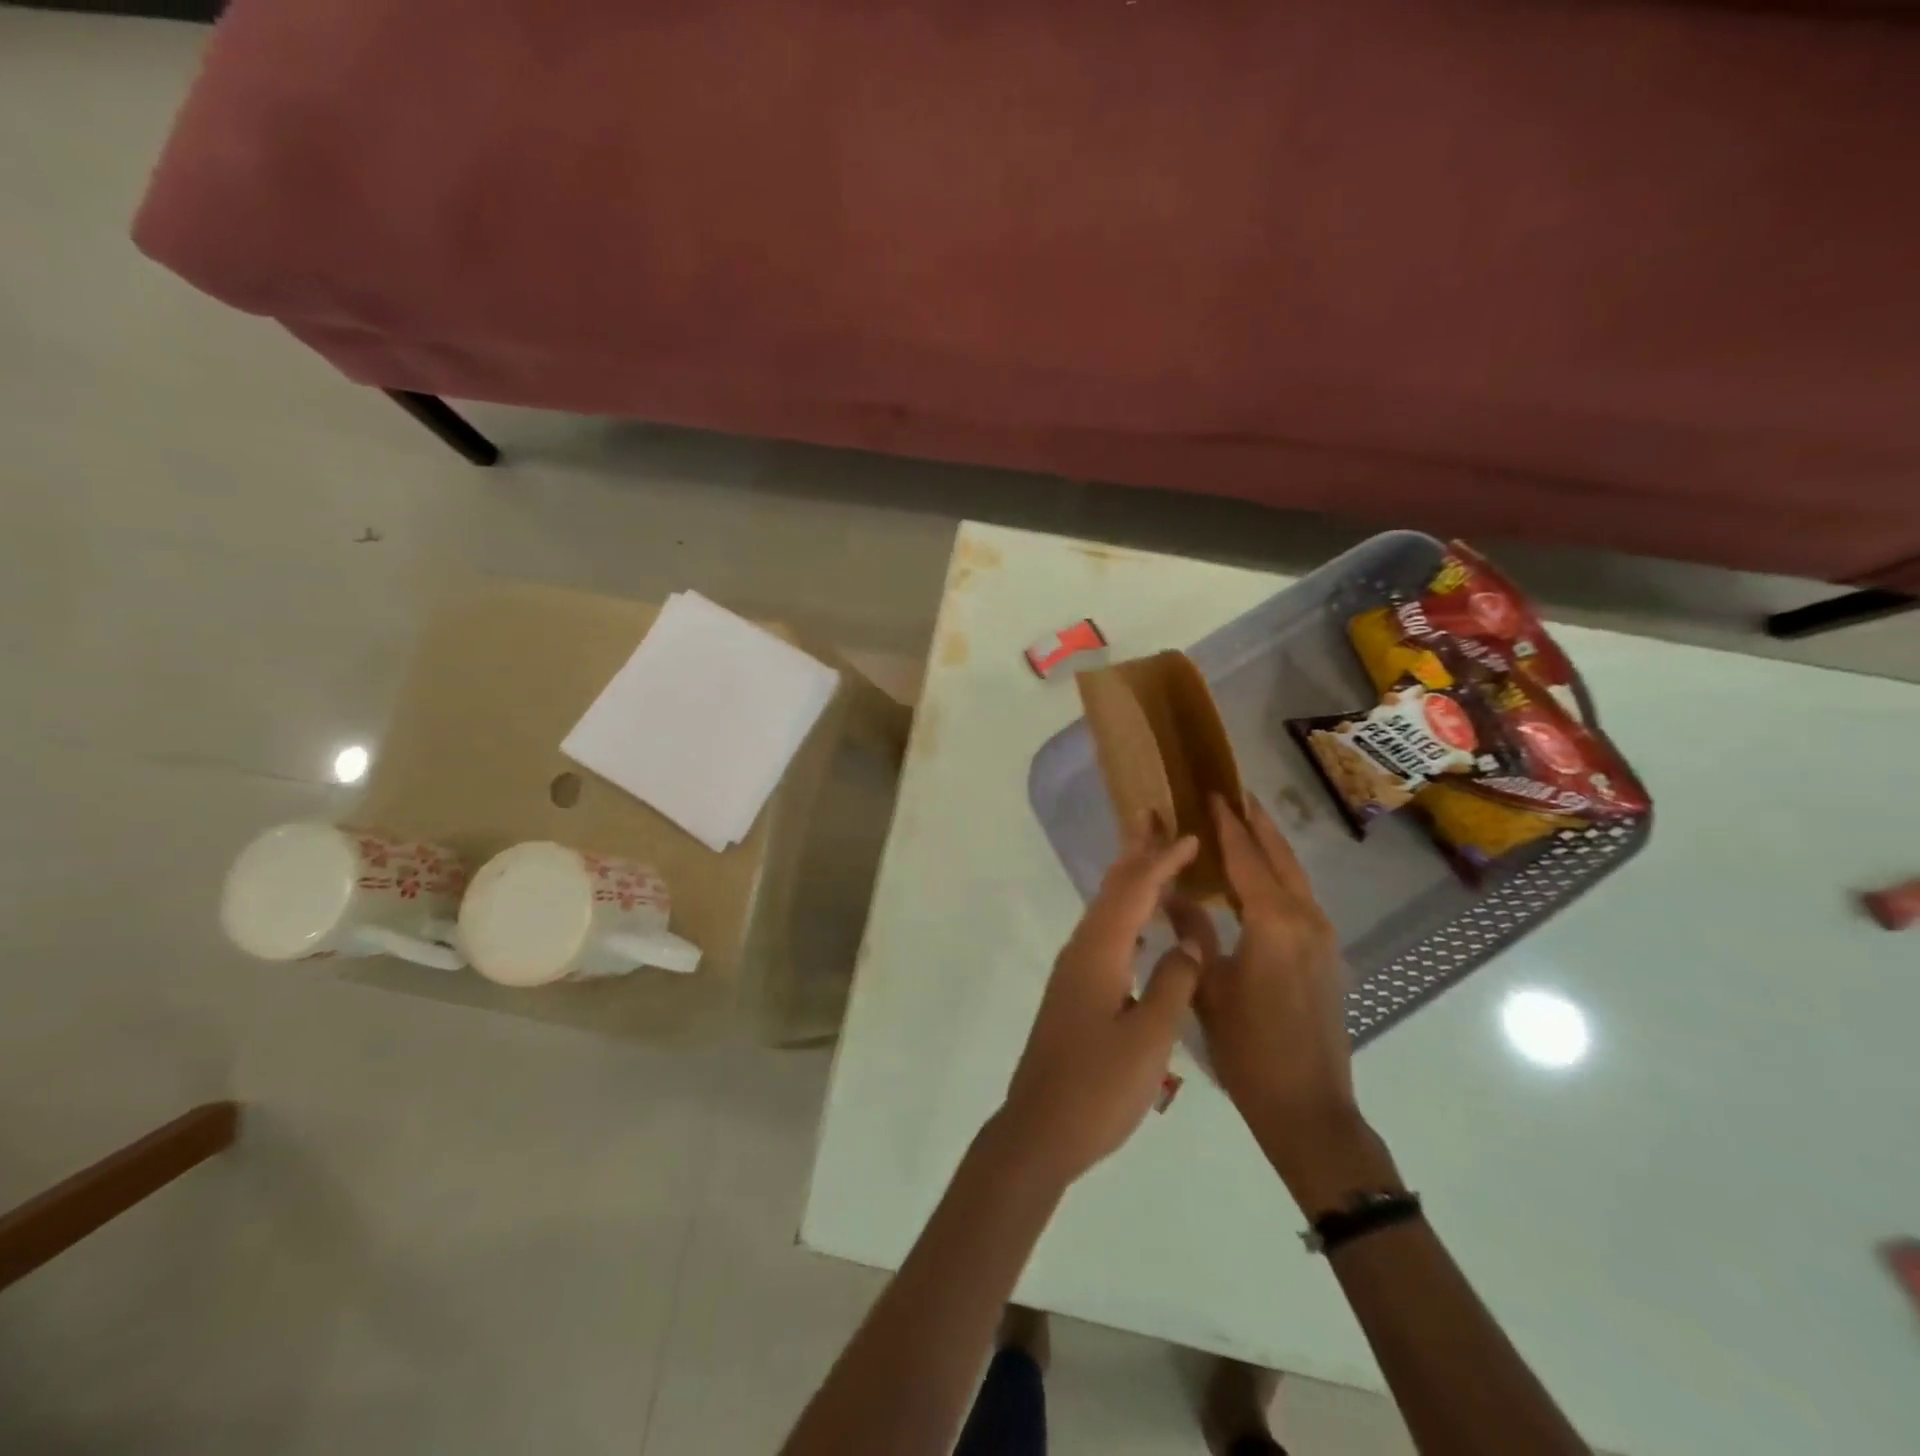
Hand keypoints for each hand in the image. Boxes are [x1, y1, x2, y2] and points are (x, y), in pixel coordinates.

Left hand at [998, 814, 1208, 1186]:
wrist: (1040, 1129)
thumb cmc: (1098, 1087)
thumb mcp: (1148, 1039)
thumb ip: (1173, 984)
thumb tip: (1188, 944)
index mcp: (1099, 954)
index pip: (1134, 891)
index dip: (1161, 861)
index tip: (1188, 835)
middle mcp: (1081, 951)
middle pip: (1111, 889)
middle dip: (1135, 853)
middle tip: (1154, 818)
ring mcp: (1073, 971)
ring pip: (1104, 909)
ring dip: (1129, 880)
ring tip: (1153, 858)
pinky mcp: (1074, 990)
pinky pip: (1104, 933)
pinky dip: (1126, 913)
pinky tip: (1141, 924)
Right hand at [1197, 794, 1394, 1210]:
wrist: (1307, 1105)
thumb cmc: (1248, 1046)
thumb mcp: (1208, 986)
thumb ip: (1191, 931)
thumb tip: (1170, 891)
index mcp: (1273, 922)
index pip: (1246, 858)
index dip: (1228, 825)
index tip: (1212, 793)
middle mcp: (1305, 920)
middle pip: (1281, 858)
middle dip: (1258, 824)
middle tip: (1236, 794)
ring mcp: (1322, 938)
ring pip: (1296, 877)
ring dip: (1272, 848)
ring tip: (1248, 824)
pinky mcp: (1327, 956)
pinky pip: (1302, 899)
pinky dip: (1281, 876)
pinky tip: (1262, 879)